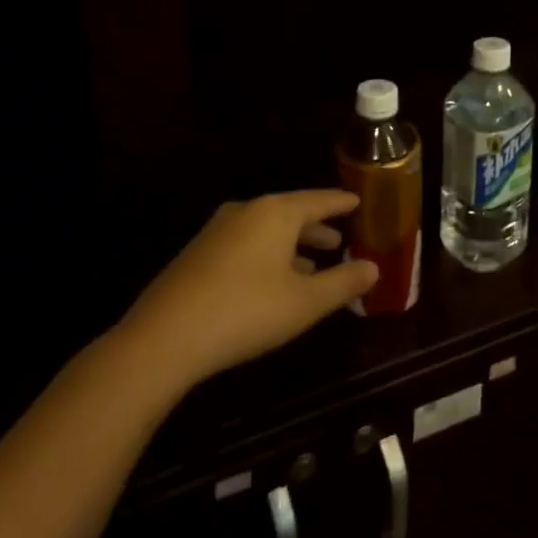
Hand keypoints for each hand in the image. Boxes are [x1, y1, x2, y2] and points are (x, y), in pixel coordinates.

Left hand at [116, 190, 377, 392]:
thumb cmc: (246, 312)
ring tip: (311, 266)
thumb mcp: (306, 303)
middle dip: (316, 227)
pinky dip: (267, 255)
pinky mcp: (198, 255)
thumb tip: (373, 268)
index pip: (318, 199)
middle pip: (291, 213)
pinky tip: (272, 283)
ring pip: (266, 230)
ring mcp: (217, 231)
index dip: (340, 203)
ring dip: (291, 246)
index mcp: (276, 213)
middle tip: (339, 240)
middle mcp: (246, 212)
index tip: (357, 202)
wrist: (164, 337)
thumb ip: (343, 282)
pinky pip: (245, 244)